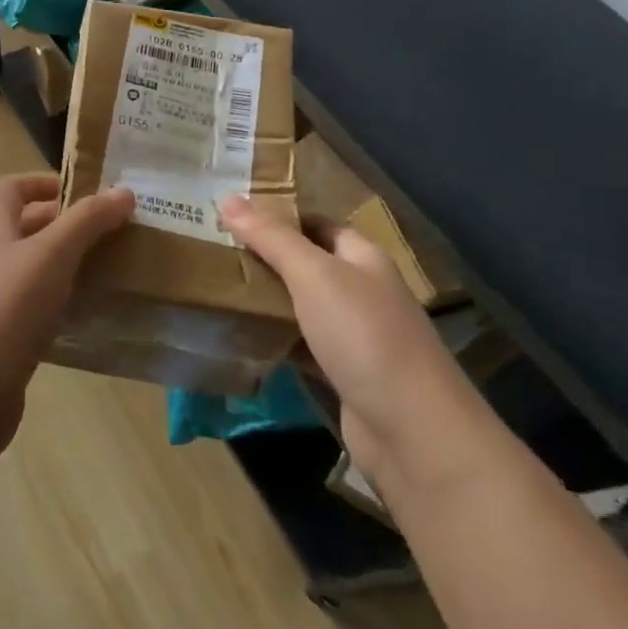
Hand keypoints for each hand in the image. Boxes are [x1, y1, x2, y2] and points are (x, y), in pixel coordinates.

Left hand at [0, 173, 133, 430]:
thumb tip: (123, 191)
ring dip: (65, 267)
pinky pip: (34, 309)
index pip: (9, 189)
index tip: (82, 191)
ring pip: (31, 271)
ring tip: (107, 272)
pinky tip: (88, 316)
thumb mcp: (52, 254)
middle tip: (107, 233)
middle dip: (64, 226)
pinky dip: (60, 306)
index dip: (41, 181)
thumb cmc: (7, 308)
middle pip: (23, 229)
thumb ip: (88, 221)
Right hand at [219, 196, 486, 481]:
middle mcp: (362, 291)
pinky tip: (241, 336)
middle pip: (308, 264)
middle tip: (215, 248)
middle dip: (266, 257)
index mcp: (363, 258)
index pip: (318, 224)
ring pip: (302, 307)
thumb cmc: (364, 335)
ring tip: (218, 286)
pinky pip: (301, 346)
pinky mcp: (343, 375)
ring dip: (267, 300)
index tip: (233, 214)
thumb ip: (271, 237)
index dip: (280, 216)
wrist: (412, 431)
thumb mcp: (313, 275)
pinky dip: (275, 340)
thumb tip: (227, 197)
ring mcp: (354, 336)